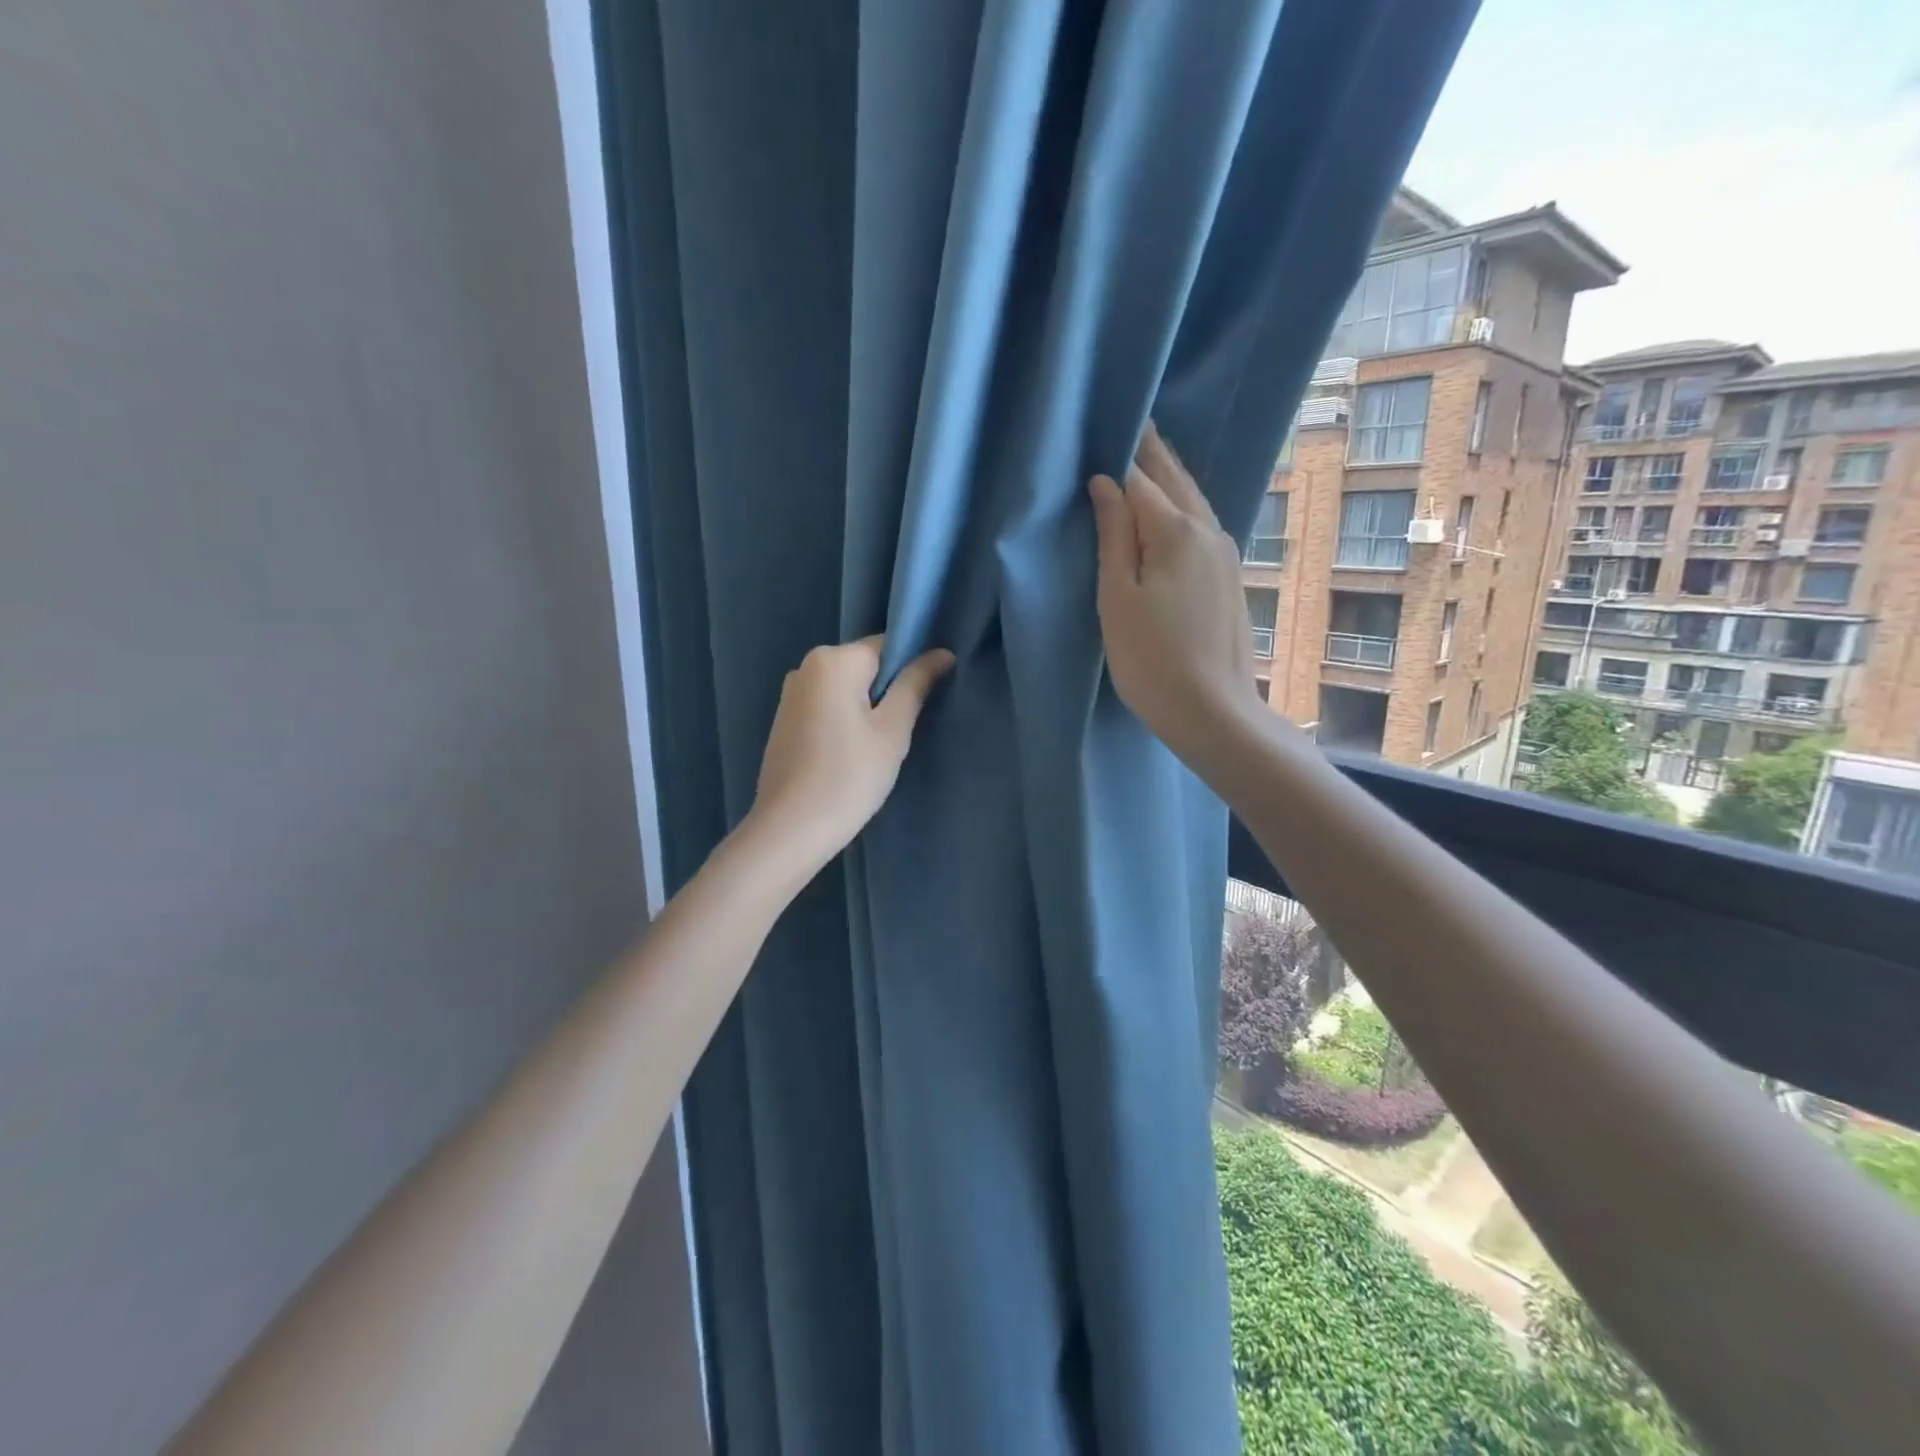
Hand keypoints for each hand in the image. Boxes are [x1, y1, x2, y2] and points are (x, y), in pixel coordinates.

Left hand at [749, 636, 954, 866]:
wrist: (790, 829)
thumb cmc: (849, 776)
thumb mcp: (892, 730)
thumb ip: (916, 685)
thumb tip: (942, 653)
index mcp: (833, 660)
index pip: (887, 645)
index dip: (913, 668)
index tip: (926, 700)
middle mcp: (806, 666)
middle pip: (865, 666)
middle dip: (888, 691)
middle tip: (901, 731)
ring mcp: (791, 694)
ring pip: (846, 689)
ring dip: (867, 709)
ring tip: (876, 748)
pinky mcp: (785, 720)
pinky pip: (827, 706)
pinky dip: (845, 721)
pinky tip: (850, 755)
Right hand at [1089, 423, 1262, 762]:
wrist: (1212, 709)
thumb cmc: (1150, 657)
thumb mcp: (1117, 597)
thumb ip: (1113, 535)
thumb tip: (1106, 483)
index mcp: (1175, 530)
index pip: (1141, 479)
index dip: (1120, 456)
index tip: (1106, 428)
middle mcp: (1208, 530)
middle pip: (1175, 480)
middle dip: (1152, 453)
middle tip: (1133, 425)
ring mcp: (1225, 553)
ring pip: (1194, 501)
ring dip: (1170, 477)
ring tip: (1150, 457)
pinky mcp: (1230, 576)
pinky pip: (1202, 524)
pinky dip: (1182, 505)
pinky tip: (1173, 508)